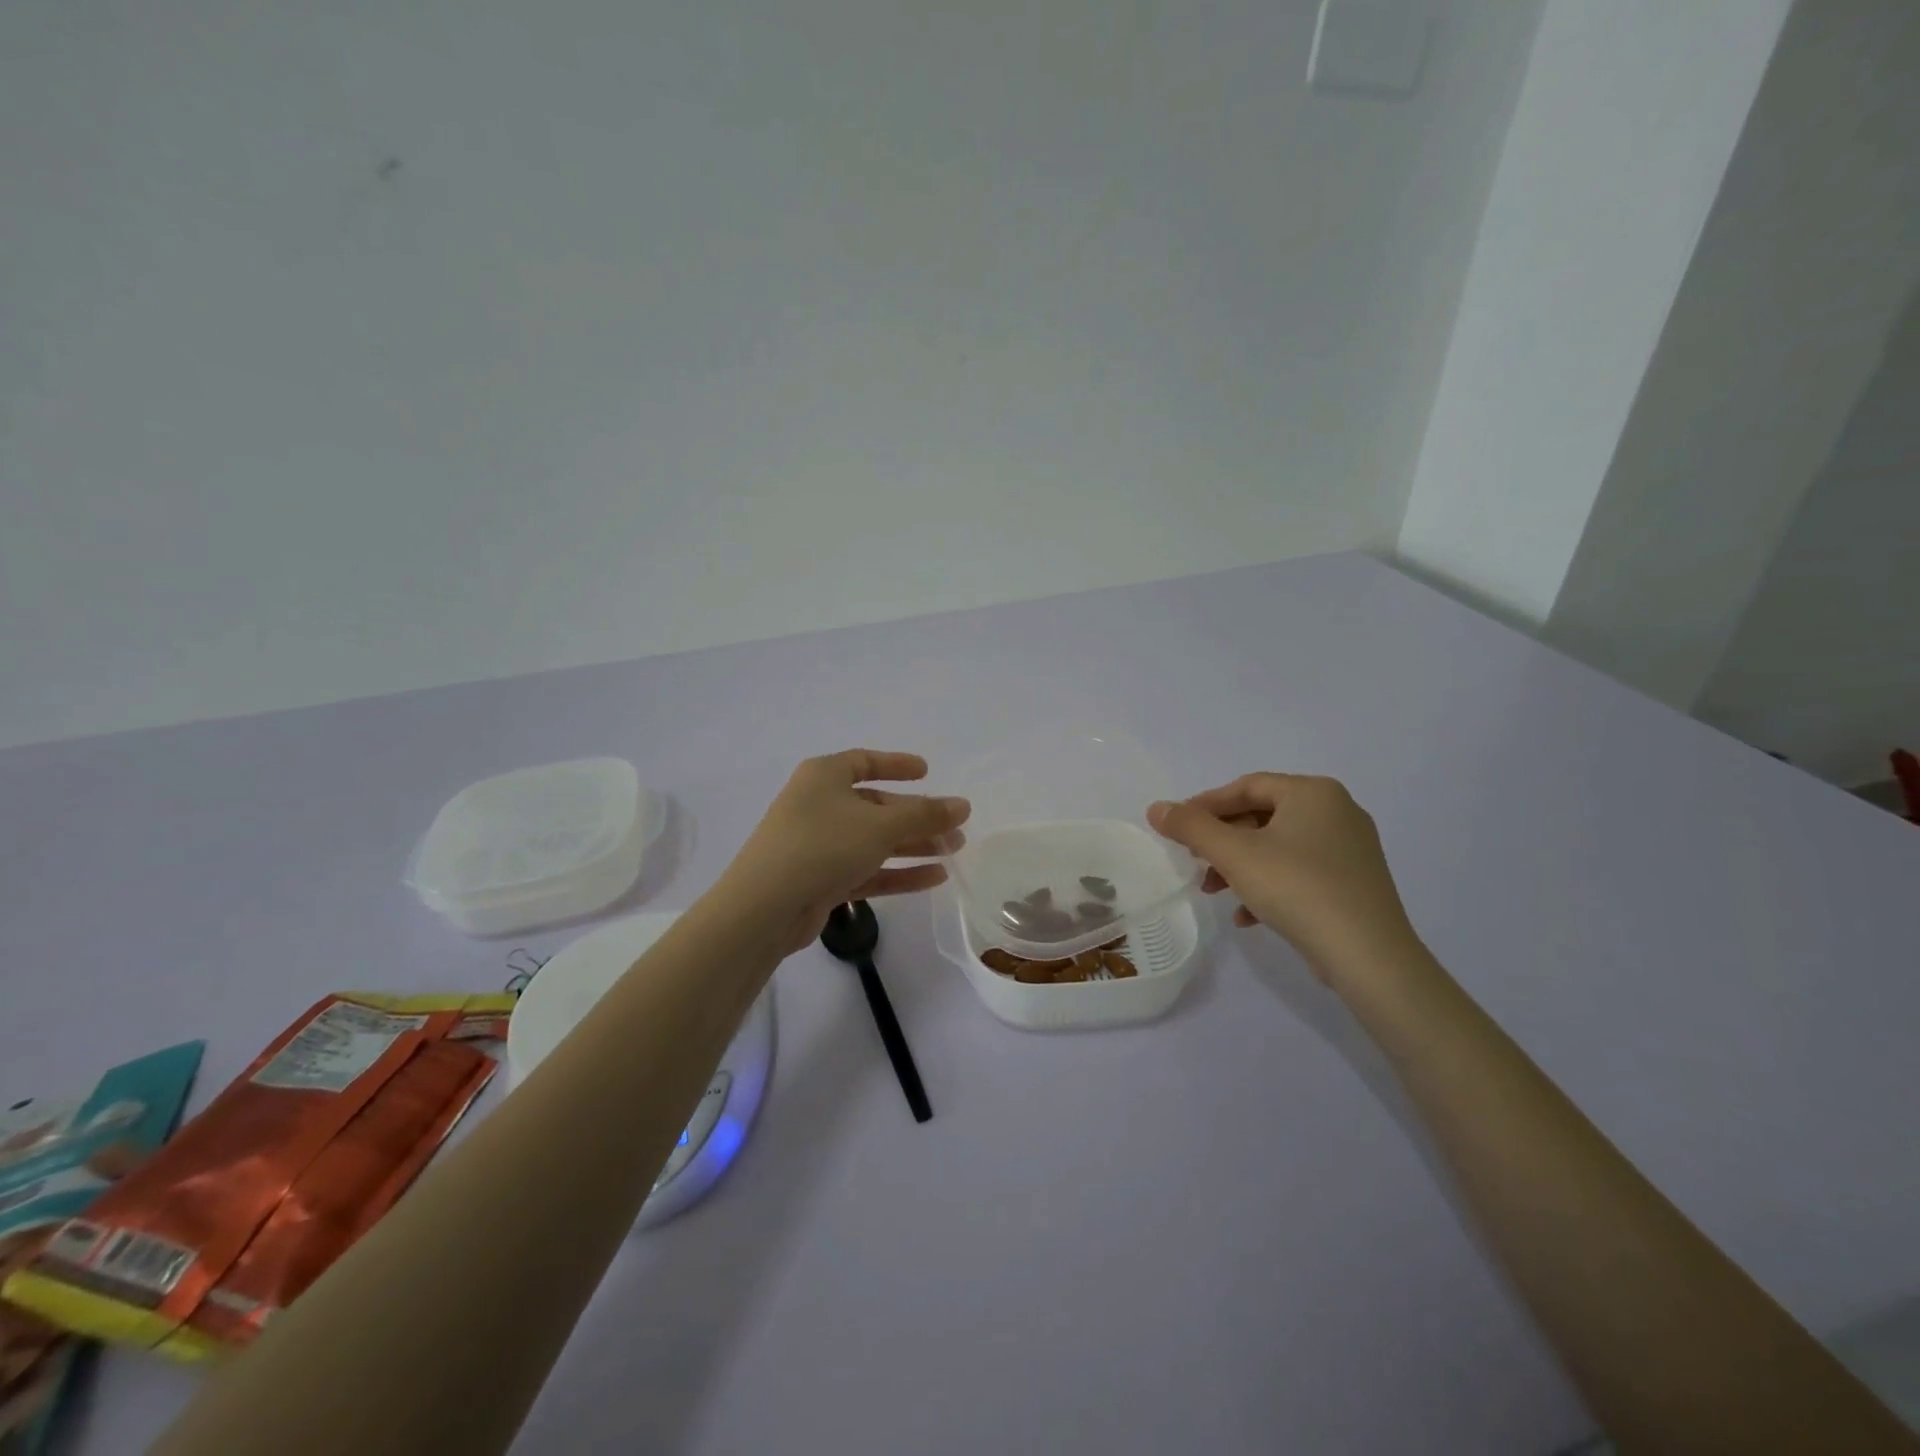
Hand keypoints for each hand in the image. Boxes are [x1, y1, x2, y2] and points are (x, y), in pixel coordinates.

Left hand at [716, 750, 970, 954]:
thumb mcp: (881, 826)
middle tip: (955, 827)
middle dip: (917, 817)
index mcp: (824, 776)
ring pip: (874, 841)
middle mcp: (819, 805)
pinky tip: (934, 877)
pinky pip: (867, 870)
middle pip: (877, 806)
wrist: (765, 907)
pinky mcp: (821, 880)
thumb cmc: (823, 845)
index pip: (864, 762)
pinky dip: (898, 872)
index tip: (927, 771)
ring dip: (913, 845)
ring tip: (953, 852)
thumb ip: (925, 815)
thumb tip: (963, 805)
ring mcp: (819, 845)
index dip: (896, 765)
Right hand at [1148, 774, 1422, 987]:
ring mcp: (1349, 848)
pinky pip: (1300, 872)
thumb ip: (1191, 827)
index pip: (1246, 786)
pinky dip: (1268, 886)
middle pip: (1261, 816)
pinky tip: (1246, 916)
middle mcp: (1337, 811)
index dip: (1205, 804)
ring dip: (1239, 866)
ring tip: (1214, 891)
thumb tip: (1157, 808)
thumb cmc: (1297, 889)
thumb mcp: (1234, 854)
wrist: (1369, 956)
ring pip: (1278, 847)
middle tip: (1194, 861)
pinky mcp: (1354, 882)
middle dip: (1221, 840)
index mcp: (1313, 792)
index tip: (1176, 827)